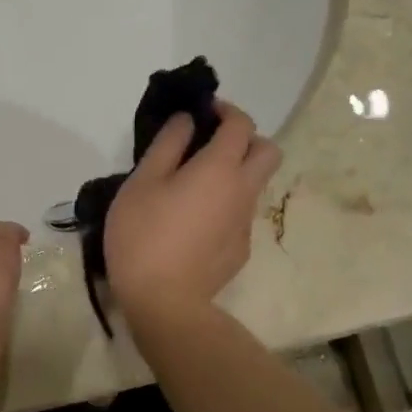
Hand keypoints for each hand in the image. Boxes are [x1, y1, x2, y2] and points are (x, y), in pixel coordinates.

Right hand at [105, 103, 280, 319]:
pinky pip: (240, 213)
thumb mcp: (143, 182)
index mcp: (220, 168)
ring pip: (255, 184)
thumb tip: (187, 120)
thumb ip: (168, 144)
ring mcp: (246, 223)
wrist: (165, 302)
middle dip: (246, 138)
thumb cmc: (145, 234)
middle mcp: (243, 191)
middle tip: (211, 144)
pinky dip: (225, 204)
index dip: (226, 110)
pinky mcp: (241, 250)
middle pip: (268, 151)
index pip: (242, 124)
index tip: (203, 111)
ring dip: (235, 172)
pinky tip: (193, 221)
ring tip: (194, 185)